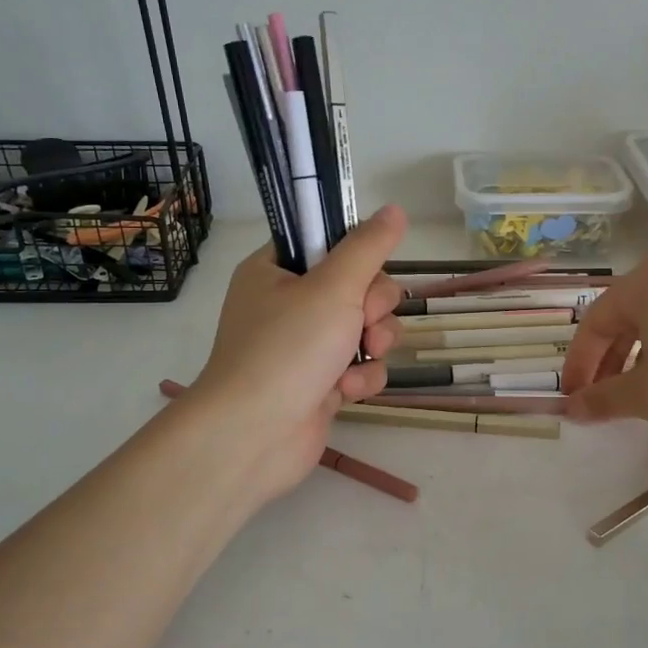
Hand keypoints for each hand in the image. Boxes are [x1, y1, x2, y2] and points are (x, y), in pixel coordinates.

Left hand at [186, 206, 408, 504]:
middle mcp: (289, 304)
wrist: (253, 437)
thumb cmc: (286, 350)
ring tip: (360, 357)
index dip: (357, 255)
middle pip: (359, 286)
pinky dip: (361, 377)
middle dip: (373, 307)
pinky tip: (346, 391)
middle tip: (362, 321)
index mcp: (277, 270)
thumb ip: (368, 248)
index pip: (329, 243)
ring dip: (374, 343)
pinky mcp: (320, 383)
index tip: (367, 270)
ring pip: (367, 328)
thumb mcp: (332, 287)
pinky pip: (360, 366)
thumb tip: (394, 209)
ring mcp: (305, 346)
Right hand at [561, 251, 647, 460]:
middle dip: (609, 358)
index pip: (597, 319)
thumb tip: (570, 408)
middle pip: (631, 316)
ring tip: (637, 393)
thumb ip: (601, 398)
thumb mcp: (642, 396)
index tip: (572, 396)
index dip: (579, 362)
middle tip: (600, 396)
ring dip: (642, 356)